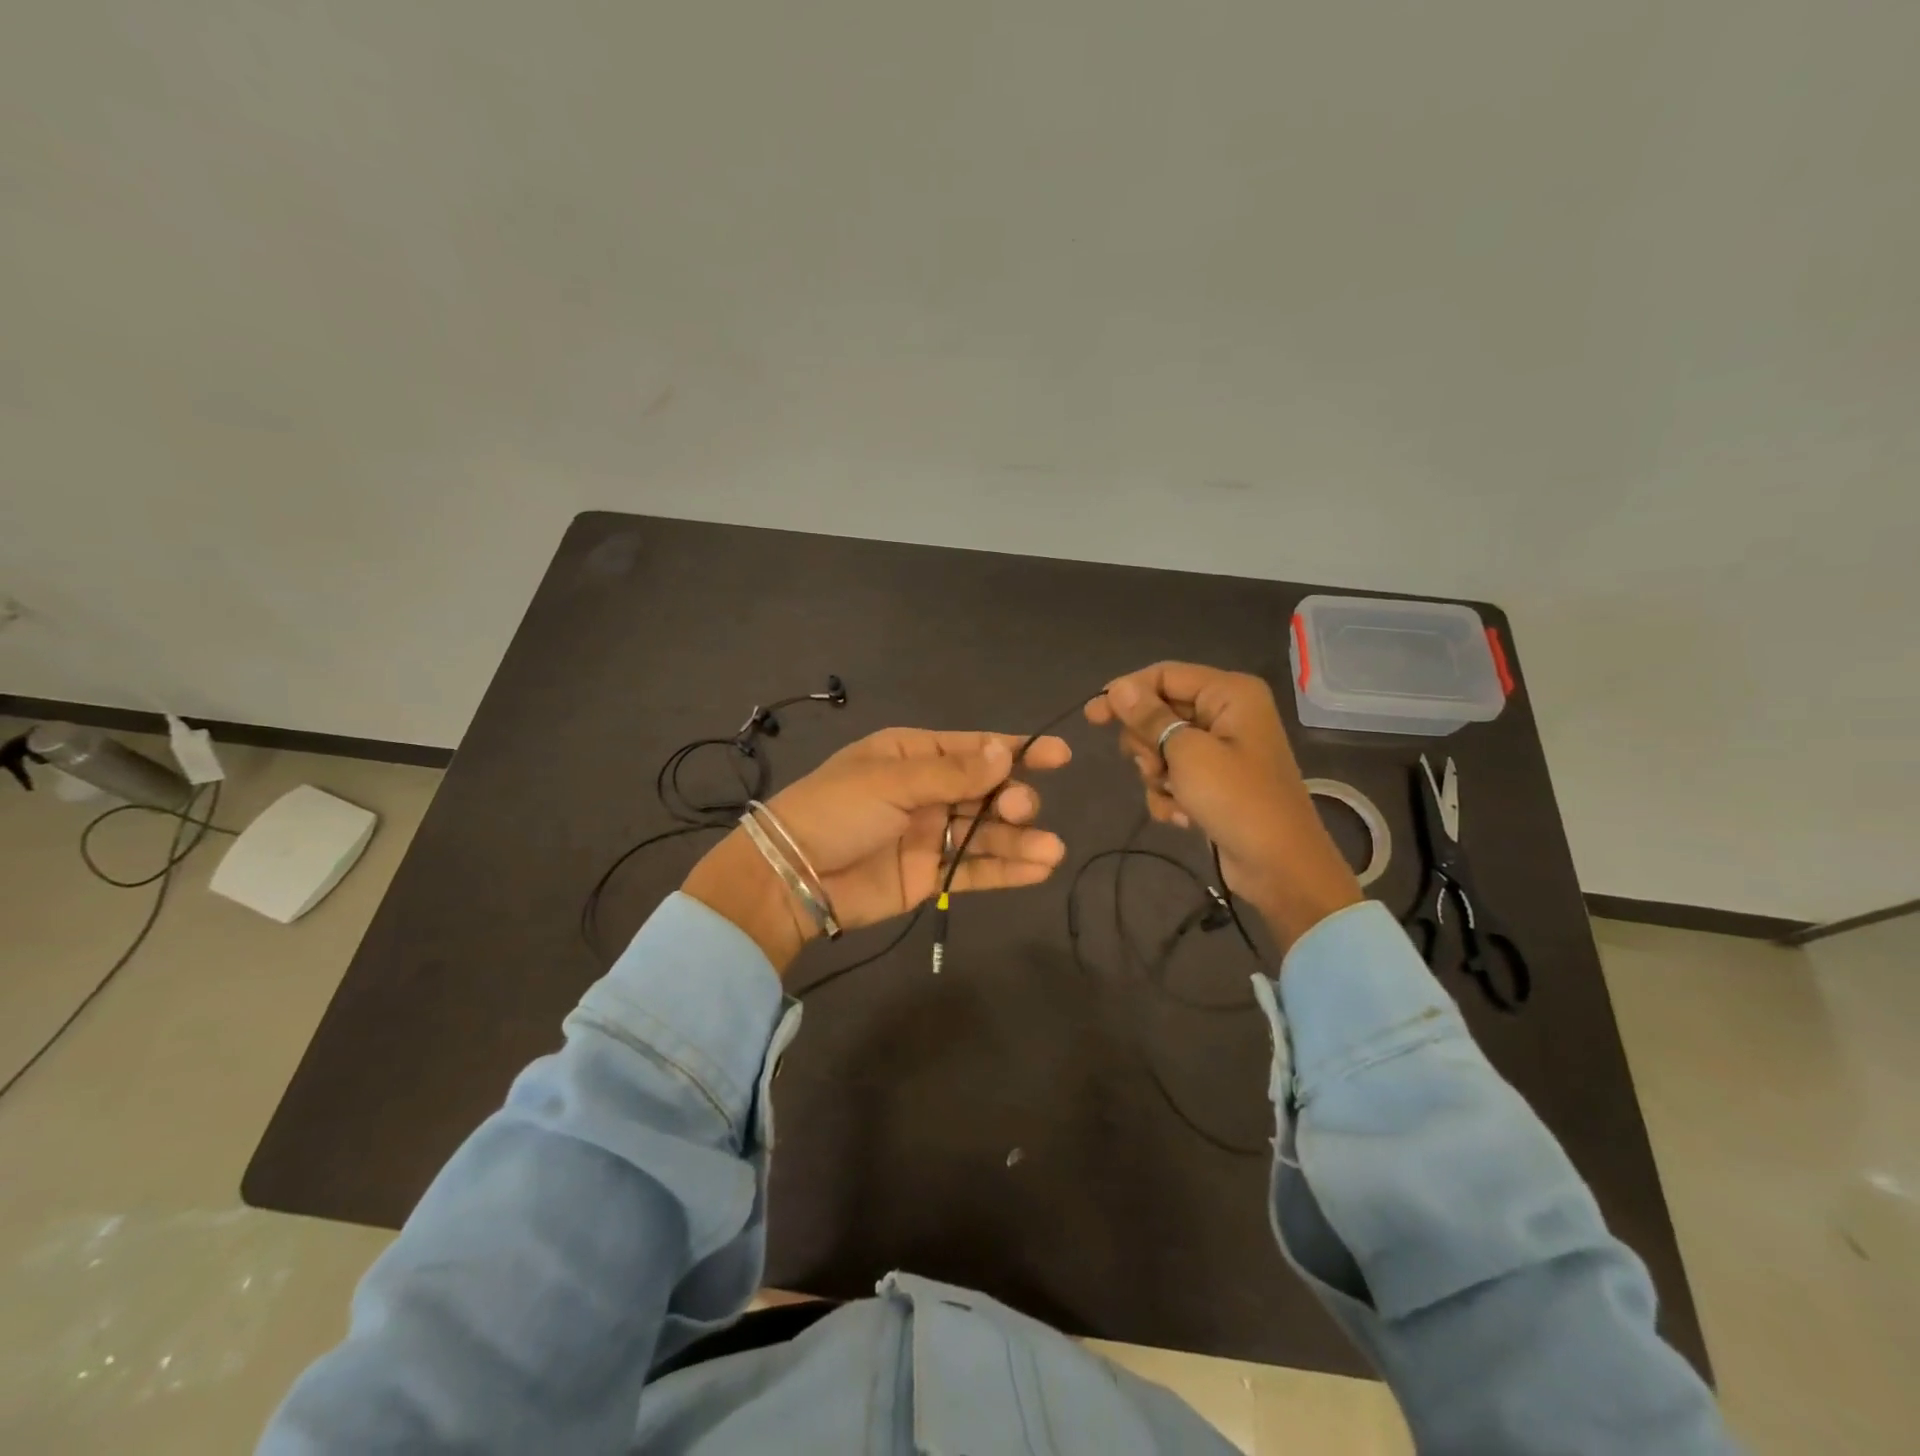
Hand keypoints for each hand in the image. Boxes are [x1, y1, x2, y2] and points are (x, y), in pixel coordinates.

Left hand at [682, 728, 1070, 973]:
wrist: (792, 876)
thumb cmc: (837, 811)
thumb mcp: (891, 780)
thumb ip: (952, 773)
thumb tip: (1005, 752)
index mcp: (912, 755)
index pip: (973, 749)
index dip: (1017, 751)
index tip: (1059, 756)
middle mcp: (927, 792)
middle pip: (986, 791)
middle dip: (1012, 798)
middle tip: (1019, 809)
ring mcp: (930, 834)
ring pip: (986, 833)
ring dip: (1020, 840)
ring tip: (1051, 851)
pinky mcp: (931, 875)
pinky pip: (975, 869)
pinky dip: (1007, 870)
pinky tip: (1038, 868)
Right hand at [1086, 663, 1360, 952]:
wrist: (1279, 866)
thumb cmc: (1236, 800)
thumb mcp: (1186, 753)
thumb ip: (1149, 717)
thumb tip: (1118, 687)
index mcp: (1229, 693)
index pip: (1163, 676)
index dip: (1126, 693)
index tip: (1092, 717)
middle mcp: (1227, 713)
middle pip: (1160, 711)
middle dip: (1147, 744)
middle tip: (1153, 768)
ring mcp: (1222, 748)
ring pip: (1162, 746)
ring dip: (1157, 774)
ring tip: (1175, 797)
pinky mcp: (1216, 780)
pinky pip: (1175, 774)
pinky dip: (1170, 794)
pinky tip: (1183, 816)